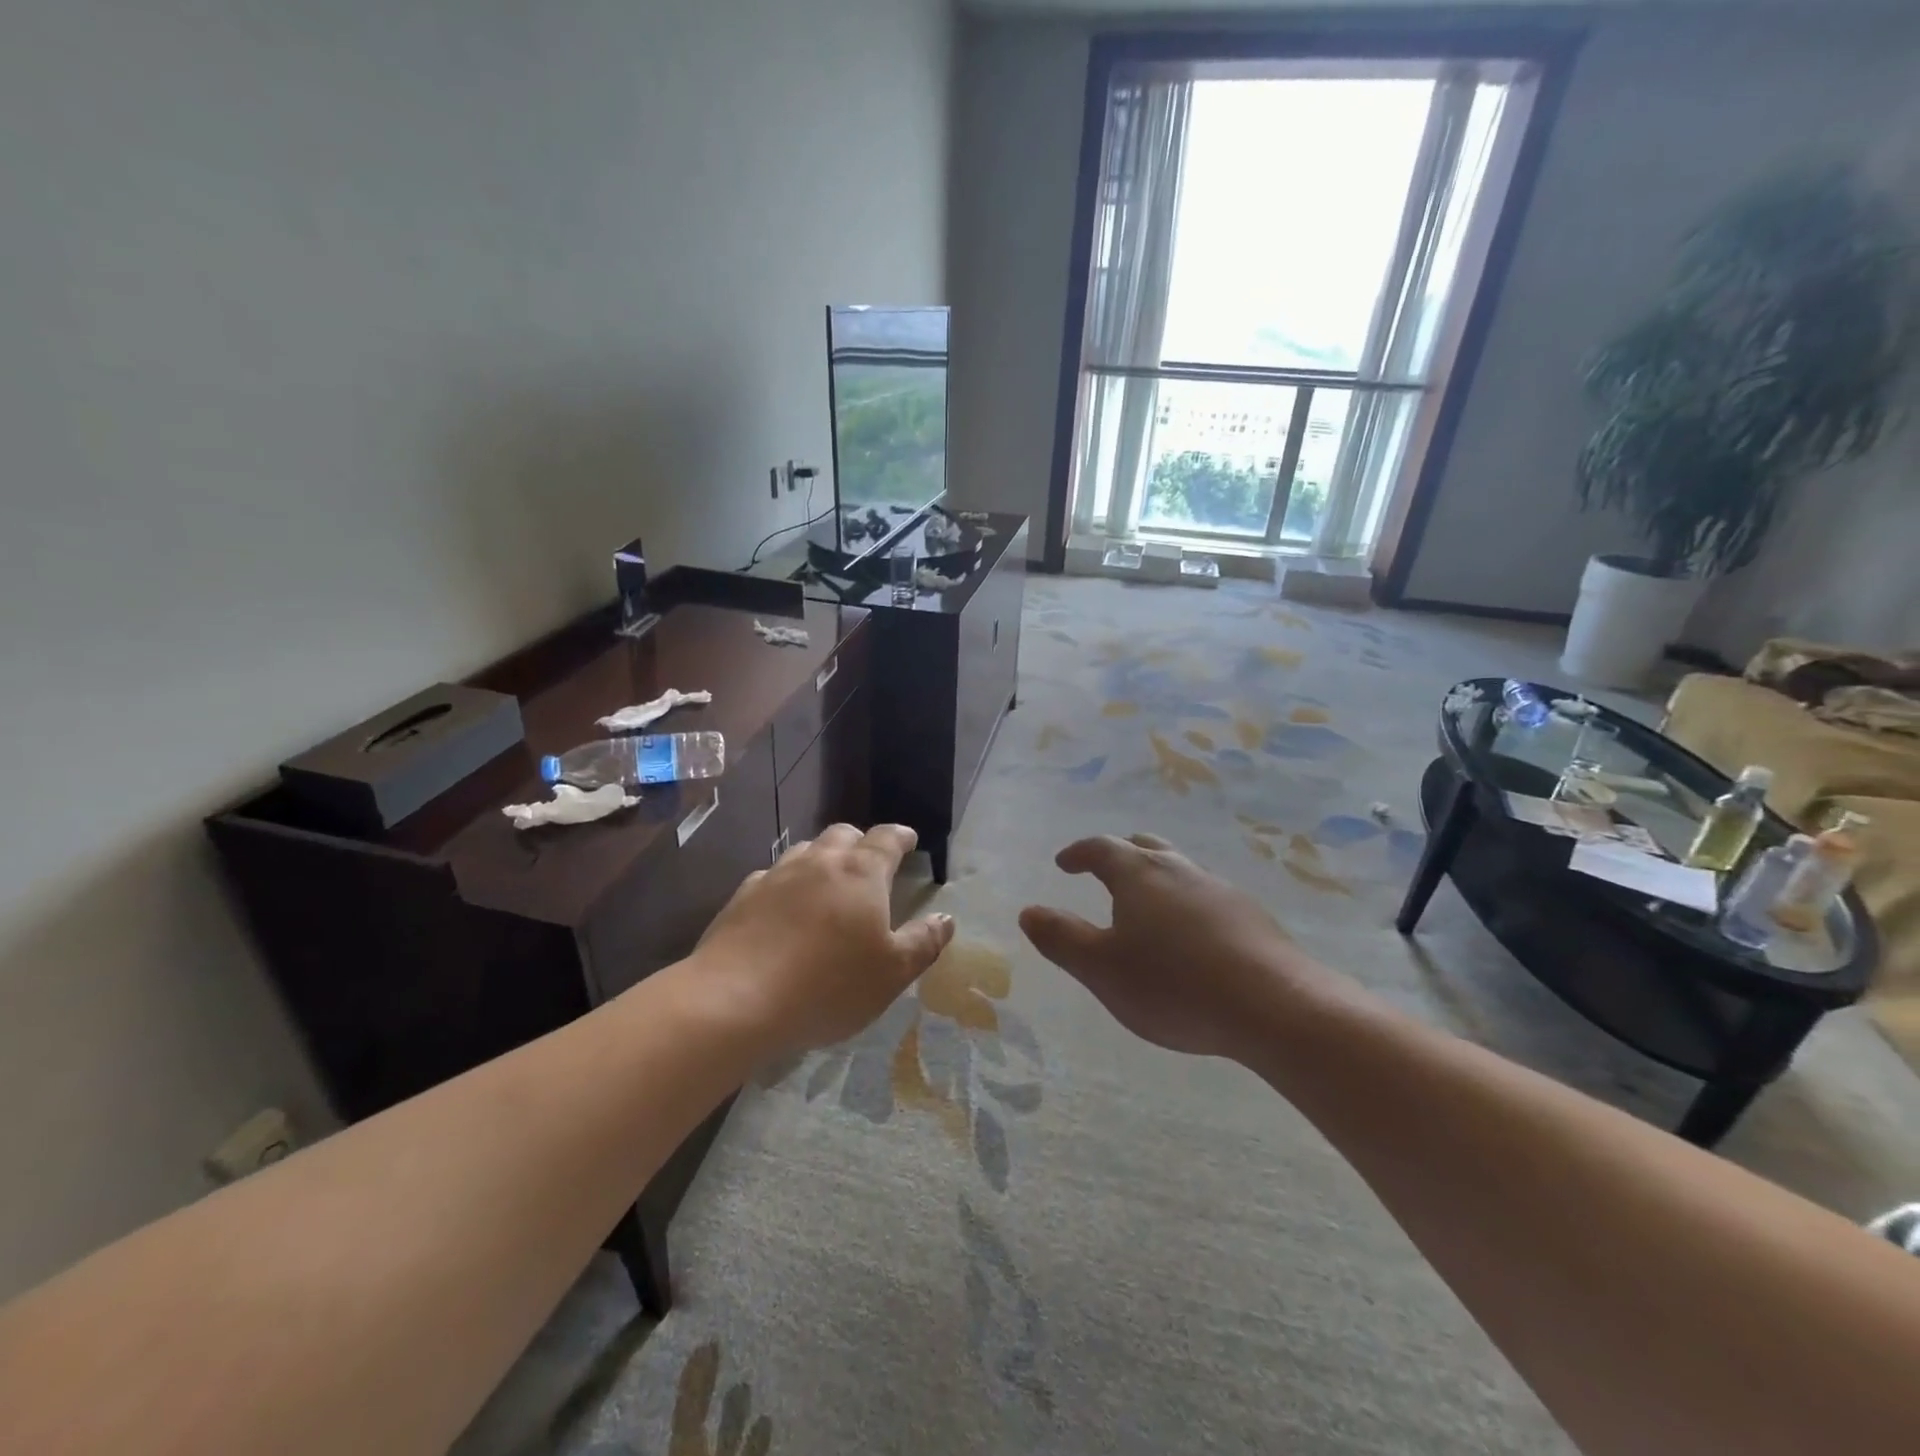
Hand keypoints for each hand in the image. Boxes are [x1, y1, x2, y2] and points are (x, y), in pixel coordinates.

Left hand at [691, 823, 953, 1057]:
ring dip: (822, 858)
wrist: (735, 1000)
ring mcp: (776, 876)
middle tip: (869, 863)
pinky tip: (785, 908)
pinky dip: (788, 883)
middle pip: (844, 835)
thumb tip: (946, 918)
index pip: (886, 839)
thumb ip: (923, 942)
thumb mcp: (892, 974)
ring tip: (828, 883)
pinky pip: (772, 876)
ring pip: (806, 850)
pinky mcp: (742, 897)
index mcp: (861, 873)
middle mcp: (818, 862)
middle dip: (861, 842)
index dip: (901, 837)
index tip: (909, 840)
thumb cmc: (828, 986)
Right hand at [1018, 834, 1308, 1061]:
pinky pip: (1207, 897)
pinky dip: (1187, 904)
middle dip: (1119, 855)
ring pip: (1180, 870)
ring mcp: (1220, 890)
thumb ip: (1061, 938)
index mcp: (1138, 875)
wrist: (1274, 1006)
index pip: (1101, 848)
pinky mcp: (1251, 916)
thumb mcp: (1102, 969)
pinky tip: (1192, 937)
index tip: (1064, 863)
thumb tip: (1028, 911)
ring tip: (1147, 908)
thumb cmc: (1174, 985)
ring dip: (1157, 880)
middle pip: (1144, 847)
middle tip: (1104, 872)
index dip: (1078, 853)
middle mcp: (1179, 870)